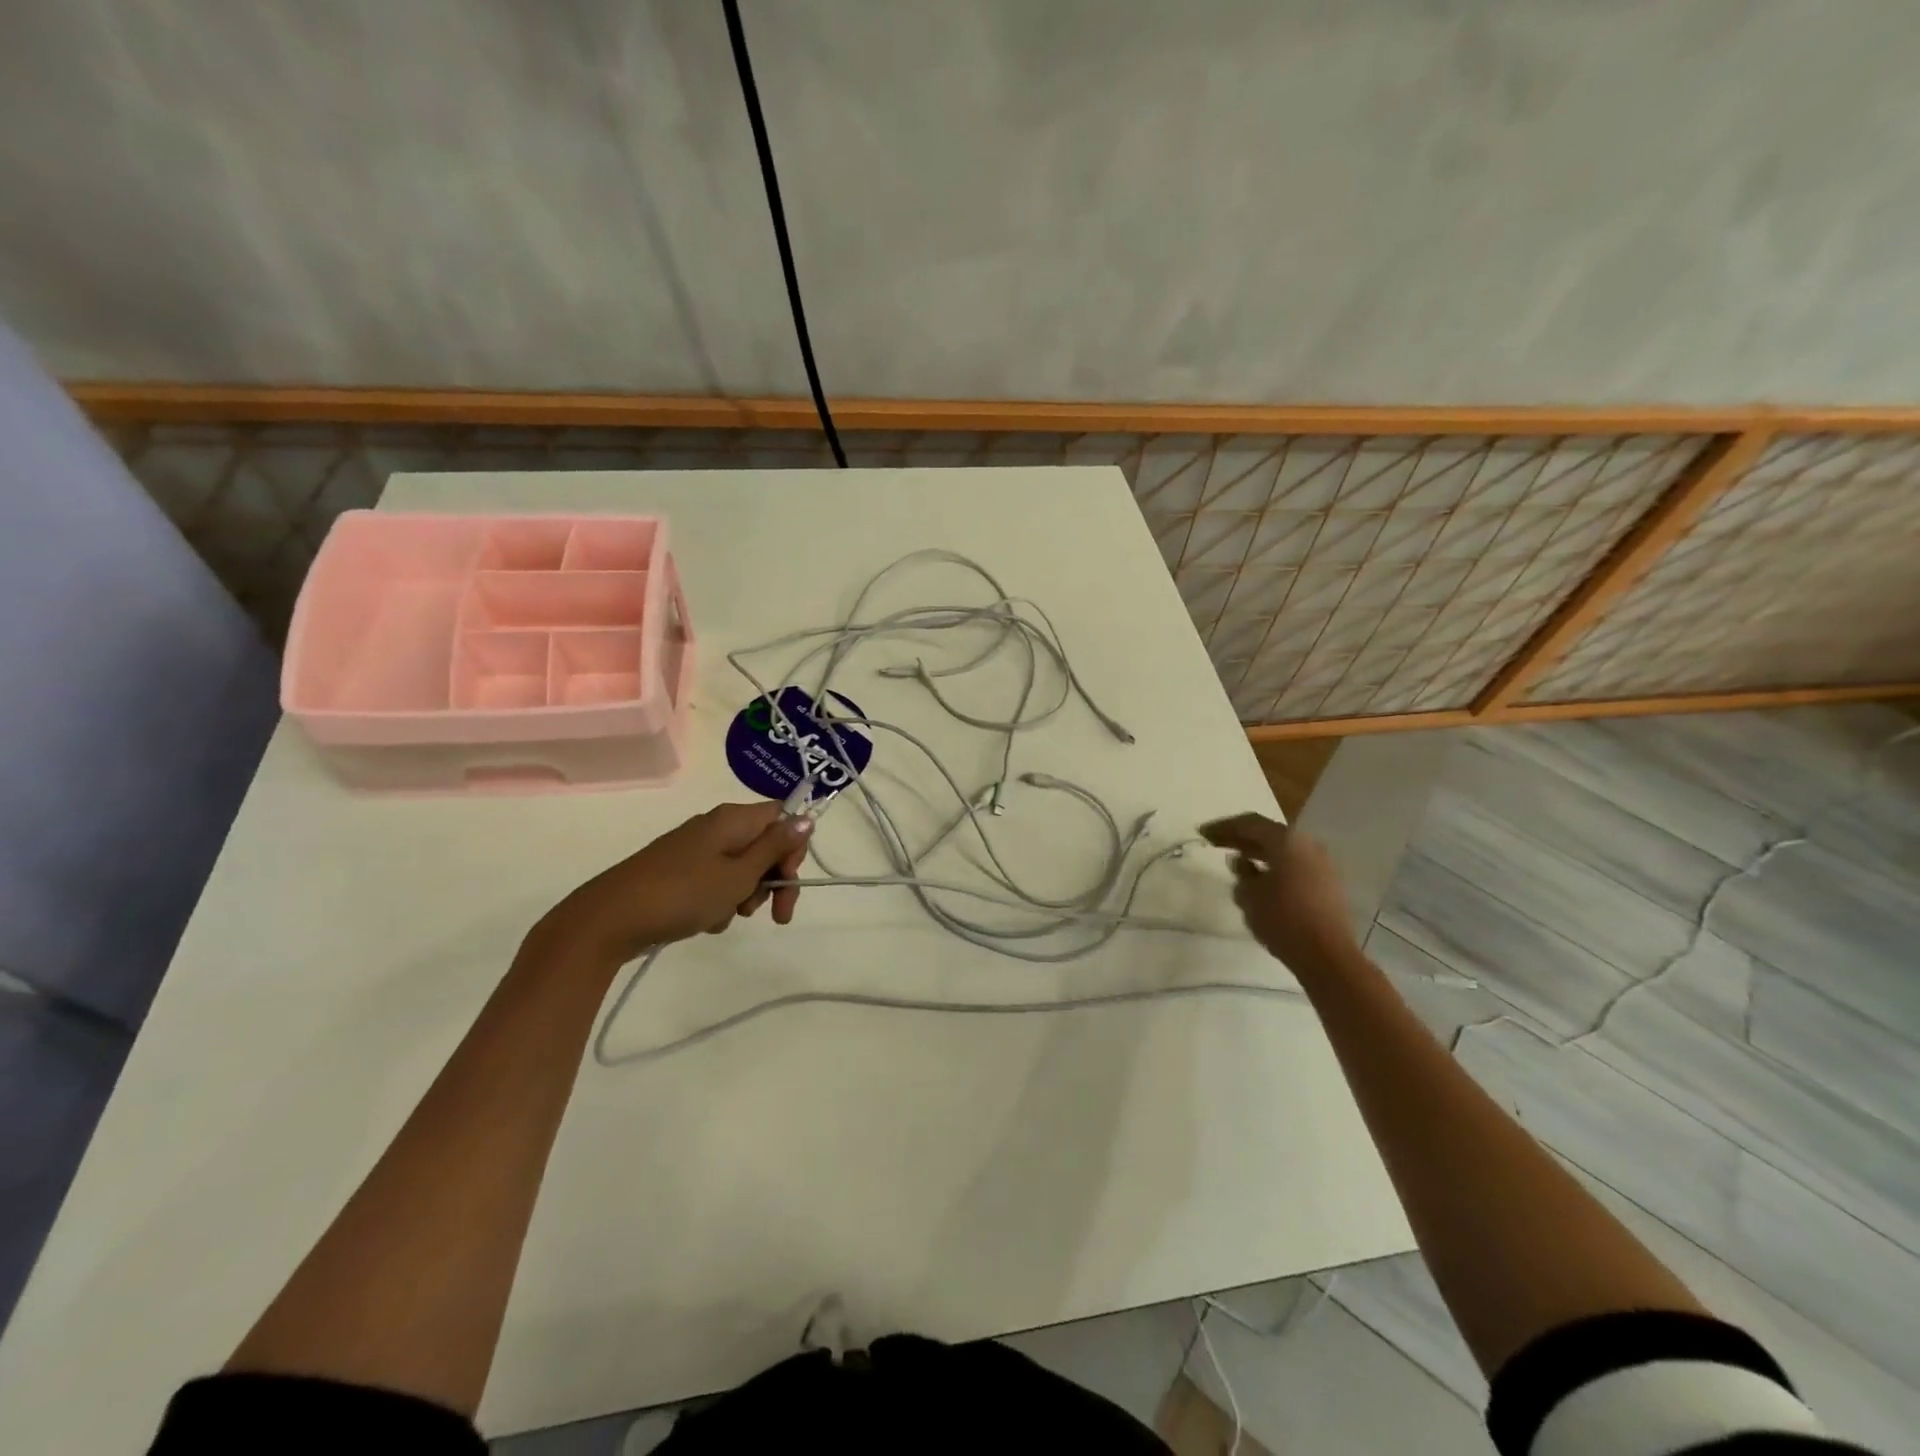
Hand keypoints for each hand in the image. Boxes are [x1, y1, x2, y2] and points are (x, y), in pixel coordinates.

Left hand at [538, 802, 812, 965]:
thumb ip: (775, 847)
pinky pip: (715, 880)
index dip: (792, 848)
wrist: (611, 919)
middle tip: (772, 914)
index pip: (781, 817)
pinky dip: (719, 900)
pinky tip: (707, 920)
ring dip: (745, 894)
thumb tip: (806, 817)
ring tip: (728, 917)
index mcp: (733, 819)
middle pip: (763, 845)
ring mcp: (695, 849)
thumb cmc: (684, 893)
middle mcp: (716, 826)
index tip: (787, 881)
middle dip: (771, 879)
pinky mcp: (679, 871)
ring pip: (740, 867)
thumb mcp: (739, 874)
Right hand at [1200, 813, 1357, 968]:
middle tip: (1216, 843)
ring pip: (1283, 850)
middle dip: (1241, 837)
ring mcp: (1322, 864)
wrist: (1328, 955)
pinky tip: (1261, 878)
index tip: (1203, 833)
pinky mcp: (1328, 884)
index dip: (1224, 827)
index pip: (1250, 823)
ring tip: (1237, 860)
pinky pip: (1295, 864)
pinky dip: (1275, 865)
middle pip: (1269, 834)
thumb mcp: (1249, 896)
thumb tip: (1240, 861)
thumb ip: (1242, 873)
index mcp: (1287, 841)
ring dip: (1259, 852)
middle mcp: (1308, 845)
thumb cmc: (1282, 919)